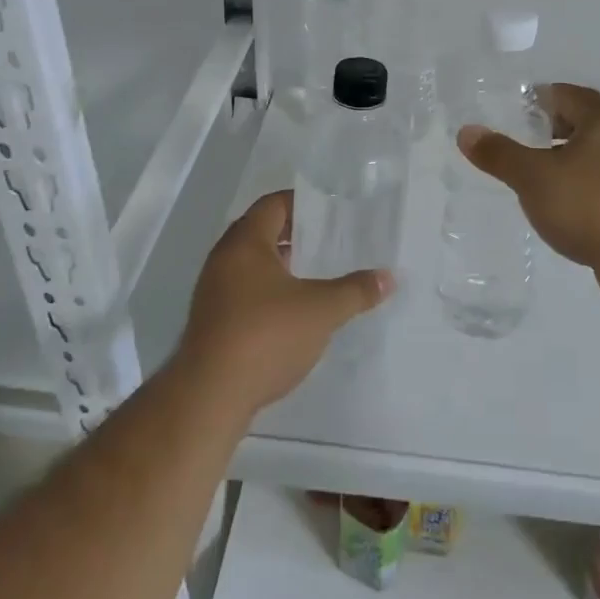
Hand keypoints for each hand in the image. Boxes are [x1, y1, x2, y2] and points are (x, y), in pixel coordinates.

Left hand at [176, 190, 390, 416]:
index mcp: (245, 243)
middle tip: (326, 239)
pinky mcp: (211, 321)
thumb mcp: (321, 310)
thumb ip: (355, 291)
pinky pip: (242, 291)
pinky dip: (267, 290)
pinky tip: (291, 310)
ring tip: (313, 273)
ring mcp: (212, 291)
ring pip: (249, 264)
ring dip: (279, 264)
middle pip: (259, 232)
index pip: (272, 205)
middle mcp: (223, 259)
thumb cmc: (266, 335)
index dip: (301, 203)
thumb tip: (389, 278)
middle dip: (292, 234)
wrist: (210, 395)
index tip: (329, 210)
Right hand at [458, 83, 599, 304]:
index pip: (564, 94)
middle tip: (517, 146)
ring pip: (593, 154)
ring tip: (534, 179)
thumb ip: (499, 153)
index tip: (508, 117)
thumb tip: (466, 132)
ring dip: (564, 161)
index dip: (534, 102)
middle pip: (581, 122)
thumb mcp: (533, 177)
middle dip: (548, 132)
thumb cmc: (590, 205)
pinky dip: (581, 186)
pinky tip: (562, 207)